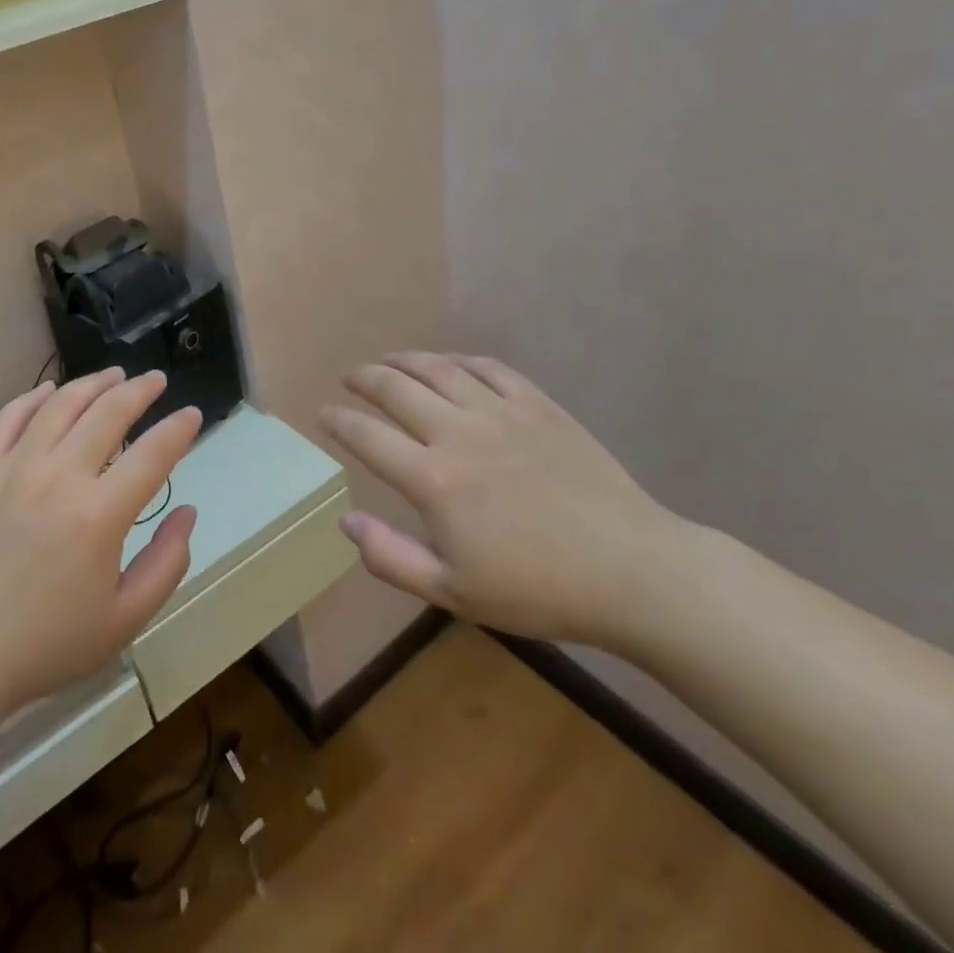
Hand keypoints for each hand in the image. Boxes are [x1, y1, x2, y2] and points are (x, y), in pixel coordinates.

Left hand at [0, 369, 199, 768]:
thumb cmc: (46, 644)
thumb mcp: (124, 620)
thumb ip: (166, 563)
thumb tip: (188, 512)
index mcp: (99, 515)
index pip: (153, 454)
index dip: (179, 429)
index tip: (192, 415)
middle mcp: (59, 476)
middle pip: (109, 412)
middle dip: (140, 390)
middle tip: (156, 380)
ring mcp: (15, 467)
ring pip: (61, 404)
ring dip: (93, 383)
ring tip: (113, 376)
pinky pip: (10, 417)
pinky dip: (34, 396)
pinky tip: (49, 391)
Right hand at [322, 351, 686, 650]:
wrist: (630, 570)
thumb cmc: (537, 589)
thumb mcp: (454, 593)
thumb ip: (391, 558)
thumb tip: (346, 522)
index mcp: (433, 480)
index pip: (367, 437)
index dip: (338, 421)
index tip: (323, 413)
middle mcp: (458, 432)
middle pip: (395, 388)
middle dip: (364, 378)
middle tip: (350, 378)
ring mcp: (500, 412)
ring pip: (438, 369)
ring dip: (404, 360)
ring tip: (388, 361)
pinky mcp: (537, 404)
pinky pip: (487, 367)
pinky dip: (459, 360)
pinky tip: (450, 364)